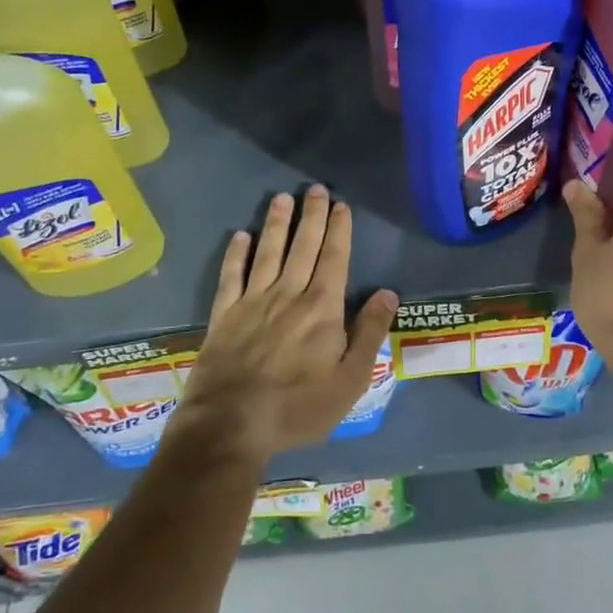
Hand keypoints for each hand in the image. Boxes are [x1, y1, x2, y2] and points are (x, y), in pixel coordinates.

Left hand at [167, 186, 397, 471]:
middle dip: (311, 216)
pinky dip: (236, 254)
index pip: (334, 258)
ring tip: (282, 198)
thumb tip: (388, 292)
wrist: (231, 423)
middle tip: (314, 189)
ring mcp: (253, 301)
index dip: (339, 230)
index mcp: (322, 308)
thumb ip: (369, 333)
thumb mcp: (350, 380)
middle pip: (303, 246)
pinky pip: (231, 275)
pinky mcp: (224, 314)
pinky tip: (240, 236)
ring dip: (276, 223)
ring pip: (268, 252)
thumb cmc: (298, 406)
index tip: (341, 205)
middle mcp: (289, 294)